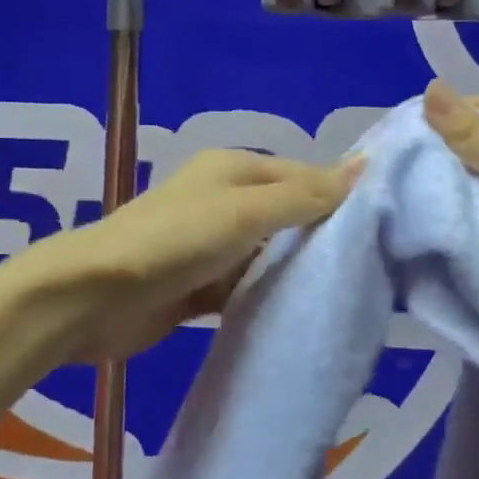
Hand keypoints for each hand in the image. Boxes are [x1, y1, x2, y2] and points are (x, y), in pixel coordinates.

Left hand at [27, 148, 360, 362]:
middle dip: (323, 235)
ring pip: (270, 253)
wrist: (94, 298)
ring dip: (297, 269)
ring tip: (350, 289)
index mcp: (234, 170)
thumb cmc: (175, 241)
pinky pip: (247, 285)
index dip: (340, 196)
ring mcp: (211, 245)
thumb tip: (365, 166)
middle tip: (375, 263)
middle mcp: (225, 200)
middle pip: (288, 214)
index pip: (303, 176)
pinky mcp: (201, 285)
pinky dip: (269, 295)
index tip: (384, 225)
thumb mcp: (245, 212)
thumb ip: (304, 195)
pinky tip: (301, 312)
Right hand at [422, 80, 478, 347]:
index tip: (393, 156)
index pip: (476, 111)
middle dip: (445, 175)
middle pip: (478, 153)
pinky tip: (446, 242)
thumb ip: (471, 133)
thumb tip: (428, 86)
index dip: (435, 130)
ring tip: (413, 221)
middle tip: (398, 195)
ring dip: (462, 209)